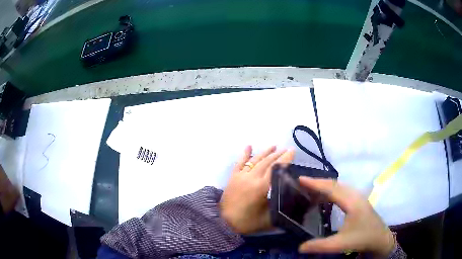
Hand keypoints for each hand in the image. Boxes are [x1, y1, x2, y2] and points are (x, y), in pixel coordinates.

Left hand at [220, 146, 294, 233]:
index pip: (276, 169)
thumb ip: (281, 206)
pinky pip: (240, 163)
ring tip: (274, 146)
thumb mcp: (269, 218)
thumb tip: (291, 197)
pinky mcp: (233, 177)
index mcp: (261, 187)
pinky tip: (249, 146)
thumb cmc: (247, 222)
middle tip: (287, 149)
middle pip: (267, 162)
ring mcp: (240, 176)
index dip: (285, 159)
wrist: (223, 223)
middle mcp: (251, 178)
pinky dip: (245, 154)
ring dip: (265, 153)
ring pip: (255, 160)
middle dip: (278, 154)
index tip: (292, 151)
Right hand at [298, 177, 394, 257]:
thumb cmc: (362, 239)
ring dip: (325, 186)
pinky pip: (342, 191)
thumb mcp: (341, 244)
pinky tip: (326, 198)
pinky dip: (331, 191)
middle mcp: (355, 195)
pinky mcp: (358, 201)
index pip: (331, 189)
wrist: (380, 238)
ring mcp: (358, 197)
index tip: (300, 179)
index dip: (315, 183)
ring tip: (311, 189)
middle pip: (335, 184)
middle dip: (318, 182)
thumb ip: (320, 246)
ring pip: (339, 186)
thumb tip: (299, 247)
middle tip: (302, 183)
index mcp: (351, 202)